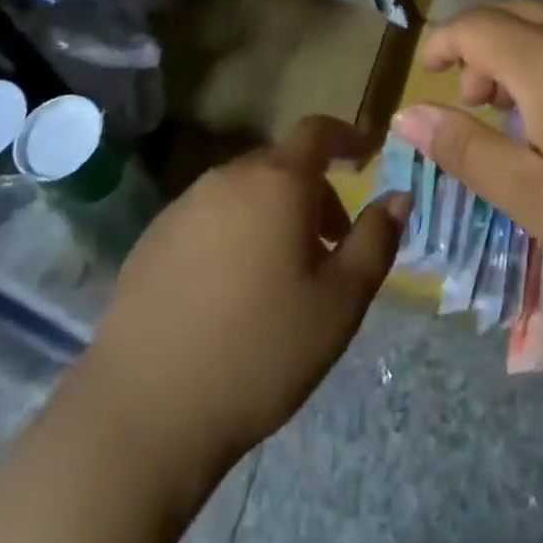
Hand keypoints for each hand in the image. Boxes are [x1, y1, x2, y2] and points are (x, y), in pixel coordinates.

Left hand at [75, 117, 407, 498]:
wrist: (143, 411)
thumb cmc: (259, 352)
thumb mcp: (339, 303)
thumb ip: (375, 241)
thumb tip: (399, 197)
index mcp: (277, 182)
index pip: (318, 131)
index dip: (347, 137)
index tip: (367, 155)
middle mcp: (228, 177)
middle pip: (282, 164)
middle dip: (313, 191)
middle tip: (331, 244)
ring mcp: (184, 206)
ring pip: (244, 191)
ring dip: (273, 213)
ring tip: (282, 273)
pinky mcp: (152, 239)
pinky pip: (209, 217)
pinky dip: (234, 232)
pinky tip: (230, 291)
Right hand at [395, 0, 542, 323]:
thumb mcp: (534, 198)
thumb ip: (464, 150)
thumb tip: (406, 114)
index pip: (476, 25)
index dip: (444, 43)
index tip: (429, 75)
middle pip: (515, 12)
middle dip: (482, 45)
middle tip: (477, 102)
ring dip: (524, 45)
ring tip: (526, 106)